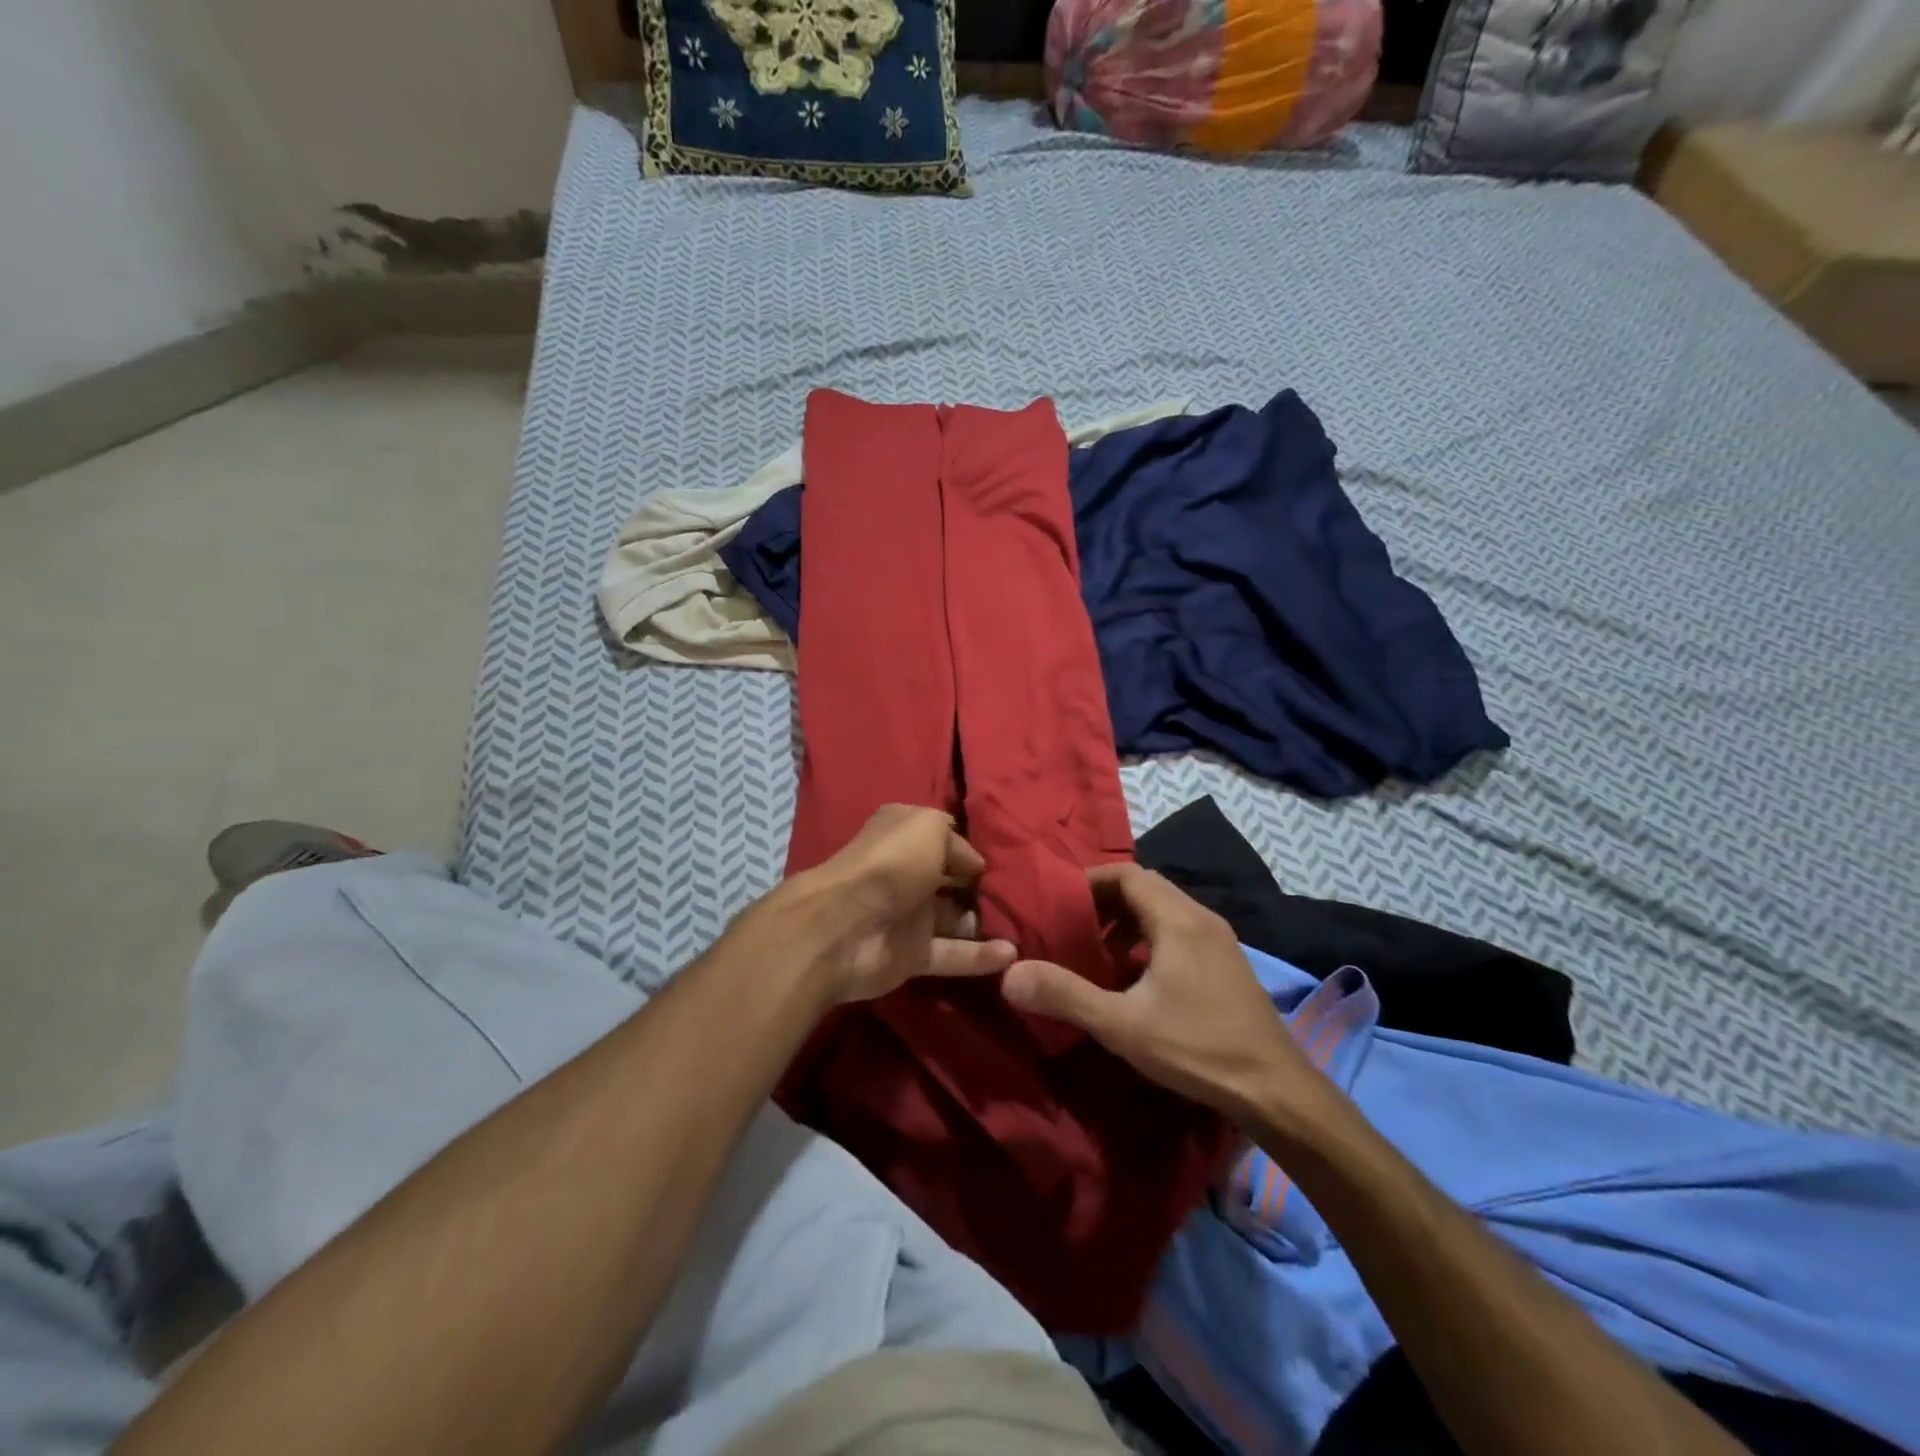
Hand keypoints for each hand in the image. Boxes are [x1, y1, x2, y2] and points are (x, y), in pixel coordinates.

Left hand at [783, 804, 1015, 1004]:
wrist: (847, 925)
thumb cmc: (890, 864)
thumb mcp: (927, 827)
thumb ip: (955, 840)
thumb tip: (973, 863)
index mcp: (904, 837)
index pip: (945, 841)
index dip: (972, 850)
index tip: (1008, 860)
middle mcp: (907, 874)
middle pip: (952, 882)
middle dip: (983, 888)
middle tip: (1022, 896)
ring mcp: (910, 917)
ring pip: (956, 919)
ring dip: (986, 923)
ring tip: (1024, 926)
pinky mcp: (913, 956)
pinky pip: (954, 955)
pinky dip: (982, 956)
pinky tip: (1012, 955)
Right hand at [1001, 862, 1318, 1120]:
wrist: (1278, 1091)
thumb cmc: (1198, 1048)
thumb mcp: (1123, 1025)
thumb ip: (1066, 995)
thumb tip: (1008, 974)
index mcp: (1178, 920)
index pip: (1127, 874)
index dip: (1090, 882)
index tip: (1058, 903)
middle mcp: (1201, 918)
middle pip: (1146, 888)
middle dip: (1105, 902)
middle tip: (1071, 928)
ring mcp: (1219, 941)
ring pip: (1164, 910)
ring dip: (1128, 921)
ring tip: (1098, 952)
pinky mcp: (1227, 964)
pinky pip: (1180, 931)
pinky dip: (1151, 939)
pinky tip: (1136, 977)